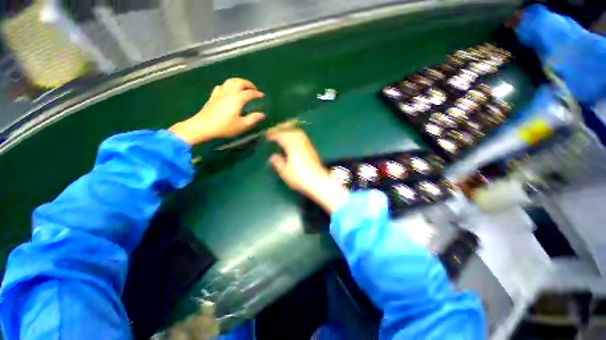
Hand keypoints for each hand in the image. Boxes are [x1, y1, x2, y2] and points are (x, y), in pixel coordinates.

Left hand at [169, 78, 264, 144]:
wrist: (203, 126)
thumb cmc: (224, 127)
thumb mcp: (241, 125)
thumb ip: (252, 119)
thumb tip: (261, 114)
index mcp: (237, 99)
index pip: (249, 93)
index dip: (256, 94)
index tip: (262, 96)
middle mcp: (229, 92)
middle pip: (239, 82)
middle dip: (248, 84)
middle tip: (254, 89)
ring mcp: (220, 93)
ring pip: (230, 81)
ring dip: (238, 82)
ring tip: (243, 88)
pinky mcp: (213, 96)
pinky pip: (222, 86)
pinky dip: (228, 86)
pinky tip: (229, 91)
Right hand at [267, 128, 348, 212]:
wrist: (318, 181)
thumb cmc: (300, 178)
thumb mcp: (285, 172)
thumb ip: (278, 163)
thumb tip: (273, 156)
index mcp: (292, 147)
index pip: (281, 136)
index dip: (274, 134)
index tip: (267, 136)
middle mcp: (301, 143)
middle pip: (291, 130)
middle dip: (281, 128)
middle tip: (274, 131)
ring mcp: (307, 145)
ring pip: (298, 132)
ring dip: (289, 130)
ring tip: (282, 133)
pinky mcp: (312, 149)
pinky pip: (302, 137)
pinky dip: (295, 134)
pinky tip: (293, 140)